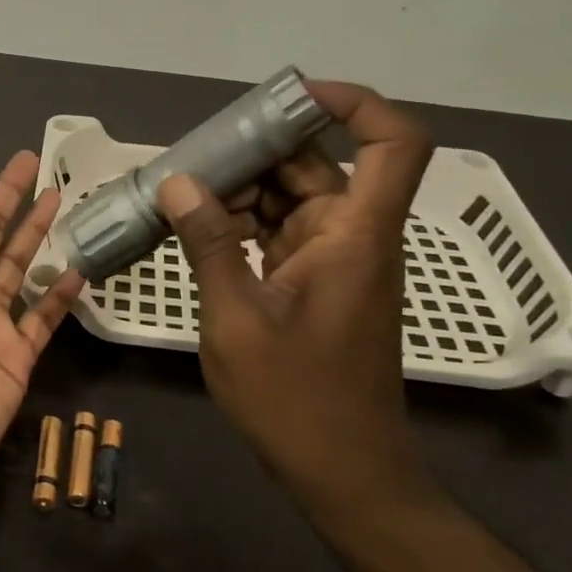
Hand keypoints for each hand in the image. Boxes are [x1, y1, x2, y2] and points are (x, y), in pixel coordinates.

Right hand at [155, 81, 438, 519]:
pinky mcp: (313, 283)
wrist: (343, 474)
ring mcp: (333, 261)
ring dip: (242, 189)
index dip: (354, 104)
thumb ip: (209, 244)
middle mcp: (352, 237)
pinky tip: (195, 227)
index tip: (291, 97)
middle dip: (259, 150)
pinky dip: (242, 223)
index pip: (392, 144)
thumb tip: (179, 183)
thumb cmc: (296, 400)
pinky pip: (279, 231)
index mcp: (355, 236)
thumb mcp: (236, 319)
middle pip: (319, 165)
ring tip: (182, 189)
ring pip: (293, 198)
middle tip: (196, 152)